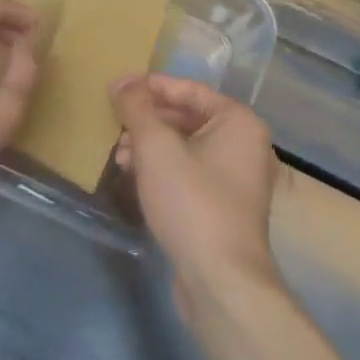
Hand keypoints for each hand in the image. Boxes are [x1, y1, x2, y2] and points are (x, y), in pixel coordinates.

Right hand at [112, 75, 283, 308]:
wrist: (221, 280)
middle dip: (149, 121)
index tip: (118, 89)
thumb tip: (123, 79)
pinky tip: (135, 177)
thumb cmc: (191, 202)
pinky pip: (190, 172)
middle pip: (188, 118)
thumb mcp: (156, 148)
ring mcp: (238, 178)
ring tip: (119, 155)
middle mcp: (245, 144)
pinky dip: (163, 169)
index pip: (190, 90)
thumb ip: (137, 108)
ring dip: (152, 146)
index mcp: (238, 122)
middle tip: (114, 124)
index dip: (152, 87)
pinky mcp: (225, 206)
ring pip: (187, 147)